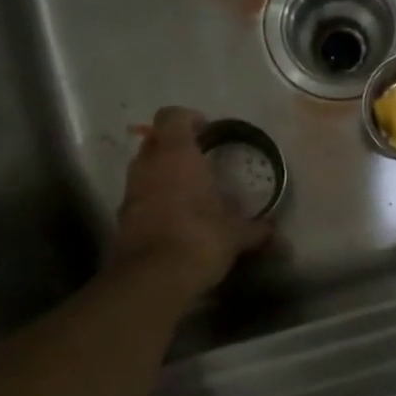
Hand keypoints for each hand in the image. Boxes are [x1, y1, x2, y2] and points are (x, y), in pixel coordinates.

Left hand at [112, 107, 270, 296]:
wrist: (153, 278)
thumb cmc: (200, 239)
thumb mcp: (236, 234)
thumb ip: (255, 228)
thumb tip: (273, 230)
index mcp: (177, 156)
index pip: (172, 117)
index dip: (188, 118)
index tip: (205, 129)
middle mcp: (149, 166)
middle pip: (155, 141)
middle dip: (173, 146)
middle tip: (197, 160)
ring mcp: (131, 192)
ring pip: (144, 169)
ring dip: (161, 173)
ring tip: (187, 190)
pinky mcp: (122, 218)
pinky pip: (139, 197)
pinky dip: (153, 199)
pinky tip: (174, 218)